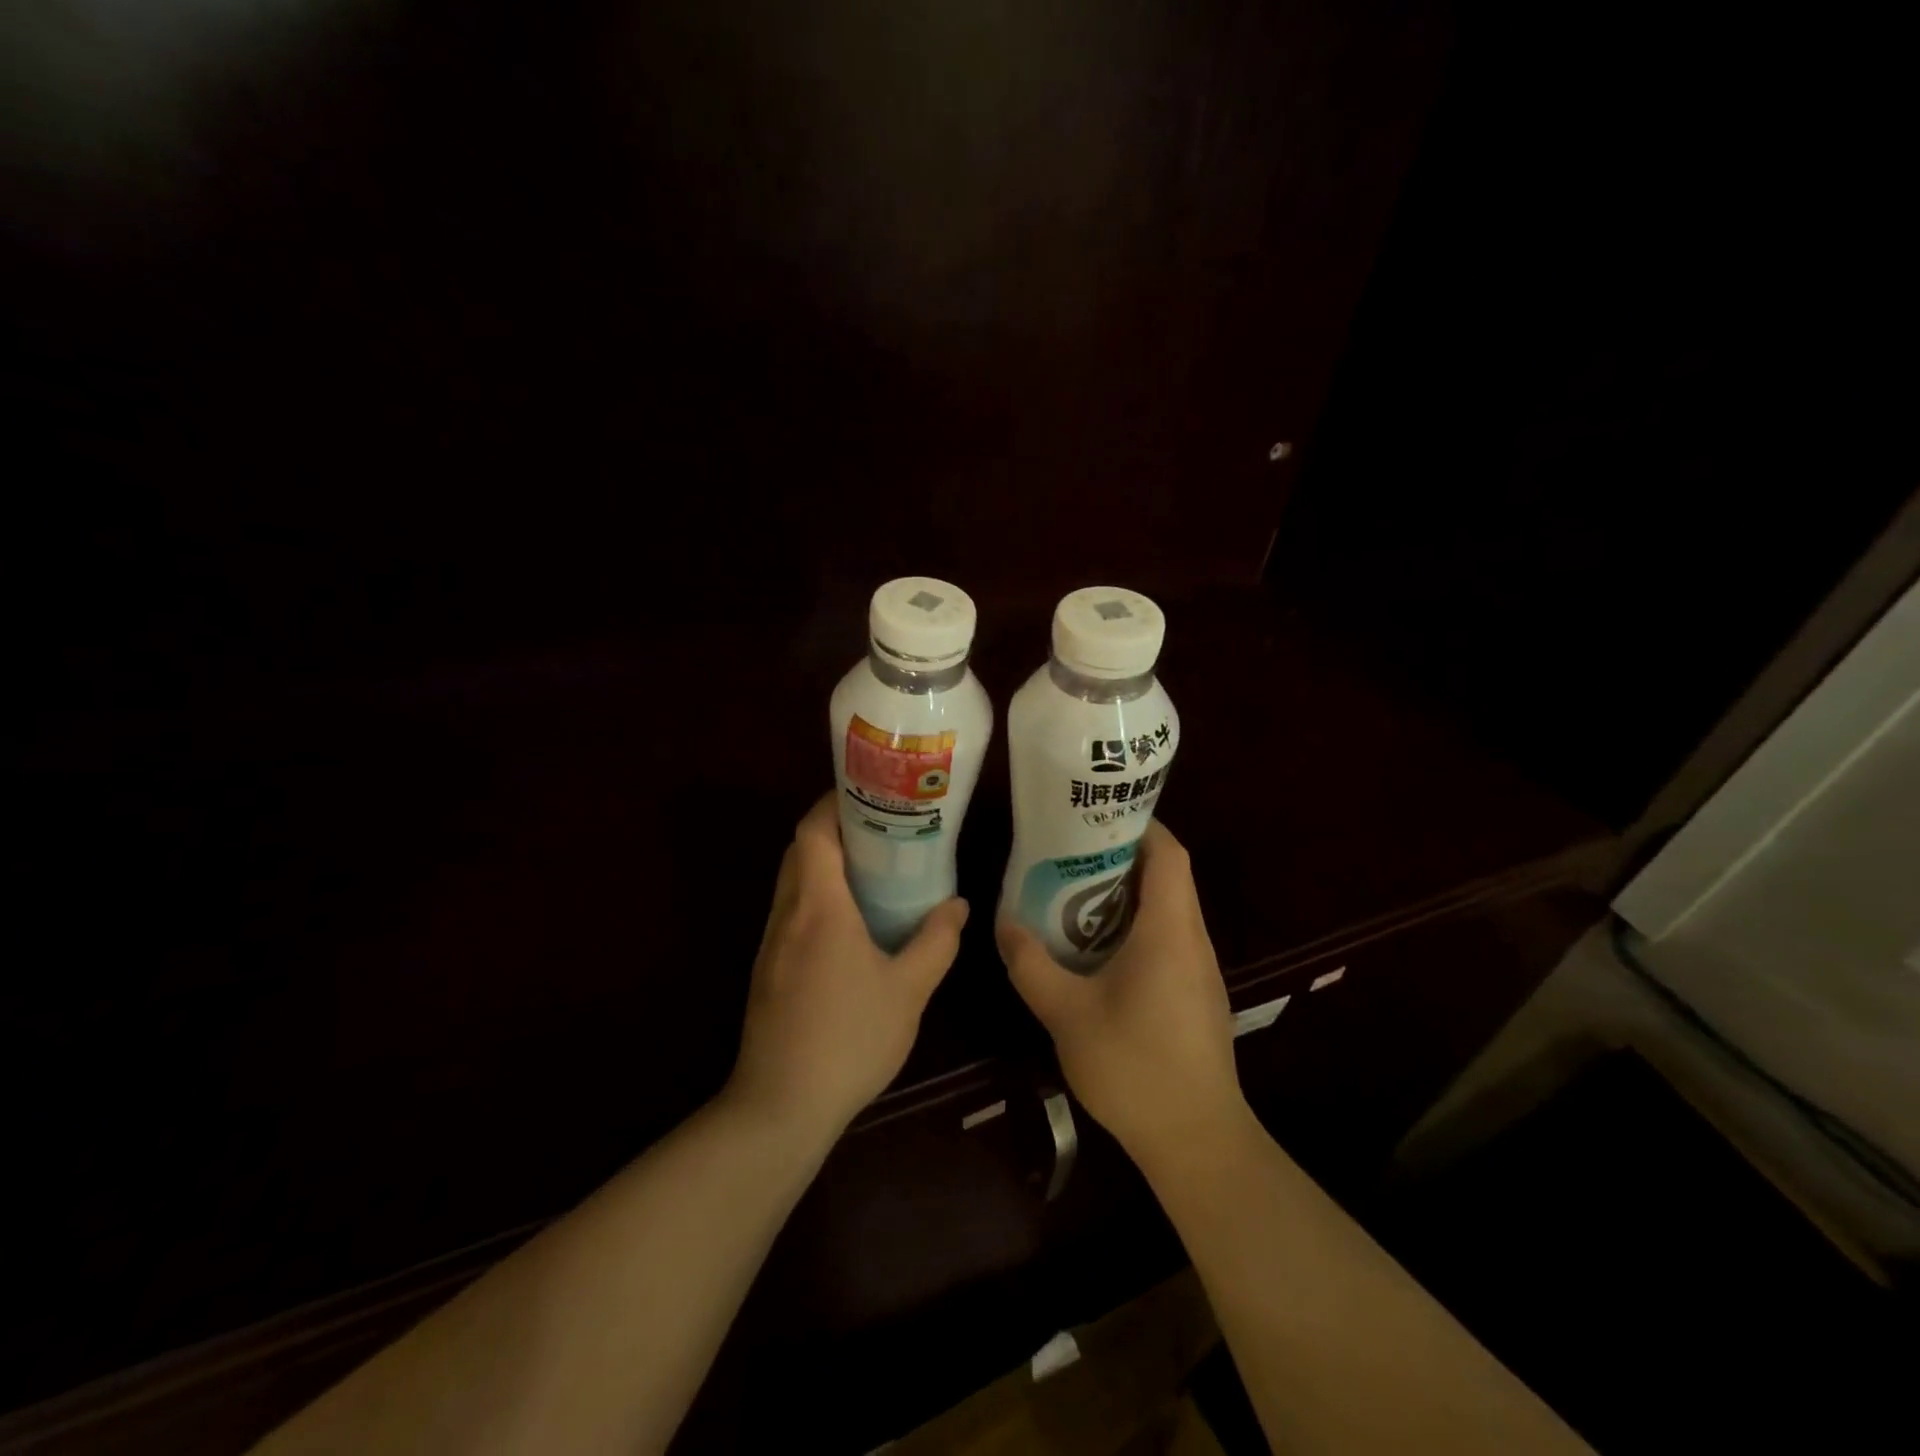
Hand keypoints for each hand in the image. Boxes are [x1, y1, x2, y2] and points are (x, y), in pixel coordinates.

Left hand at [726, 793, 967, 1144]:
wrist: (781, 1106)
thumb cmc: (849, 1039)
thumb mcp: (908, 990)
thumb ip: (936, 942)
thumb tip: (958, 905)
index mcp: (819, 907)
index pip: (812, 831)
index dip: (834, 803)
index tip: (869, 793)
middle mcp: (788, 914)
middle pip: (800, 850)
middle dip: (834, 830)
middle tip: (882, 829)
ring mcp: (771, 943)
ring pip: (793, 882)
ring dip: (824, 864)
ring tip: (873, 869)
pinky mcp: (767, 969)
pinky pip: (791, 912)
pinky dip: (816, 897)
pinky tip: (850, 923)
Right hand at [998, 821, 1246, 1162]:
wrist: (1197, 1141)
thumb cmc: (1134, 1067)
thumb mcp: (1067, 1014)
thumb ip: (1031, 965)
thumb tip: (1004, 924)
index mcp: (1170, 930)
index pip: (1169, 854)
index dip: (1140, 825)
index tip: (1097, 815)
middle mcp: (1192, 940)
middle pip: (1168, 876)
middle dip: (1122, 856)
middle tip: (1070, 851)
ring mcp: (1199, 970)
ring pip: (1168, 909)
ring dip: (1127, 894)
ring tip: (1074, 892)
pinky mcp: (1196, 994)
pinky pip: (1168, 940)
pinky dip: (1136, 926)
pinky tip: (1096, 949)